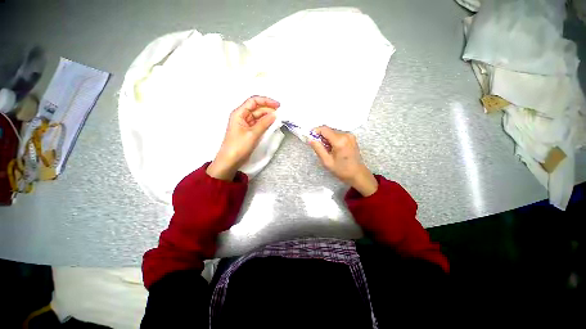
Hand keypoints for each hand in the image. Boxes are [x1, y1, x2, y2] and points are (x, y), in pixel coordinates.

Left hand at [207, 96, 279, 179]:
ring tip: (278, 120)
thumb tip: (274, 115)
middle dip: (268, 110)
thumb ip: (264, 123)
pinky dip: (265, 124)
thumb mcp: (253, 134)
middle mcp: (242, 116)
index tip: (278, 106)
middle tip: (281, 115)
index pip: (253, 101)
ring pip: (258, 117)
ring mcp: (245, 124)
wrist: (230, 161)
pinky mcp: (248, 132)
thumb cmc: (238, 146)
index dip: (266, 101)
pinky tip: (272, 125)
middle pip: (257, 108)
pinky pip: (258, 124)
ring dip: (268, 117)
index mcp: (239, 113)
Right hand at [309, 126, 377, 196]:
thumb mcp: (327, 161)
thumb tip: (310, 139)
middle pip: (329, 130)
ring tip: (327, 150)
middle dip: (321, 137)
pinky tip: (333, 148)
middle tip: (319, 147)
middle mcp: (346, 135)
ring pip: (333, 132)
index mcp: (340, 141)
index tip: (310, 137)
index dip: (315, 131)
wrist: (357, 173)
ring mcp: (350, 135)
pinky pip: (338, 134)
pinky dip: (333, 139)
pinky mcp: (351, 137)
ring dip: (327, 139)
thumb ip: (318, 148)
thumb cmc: (341, 170)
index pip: (324, 129)